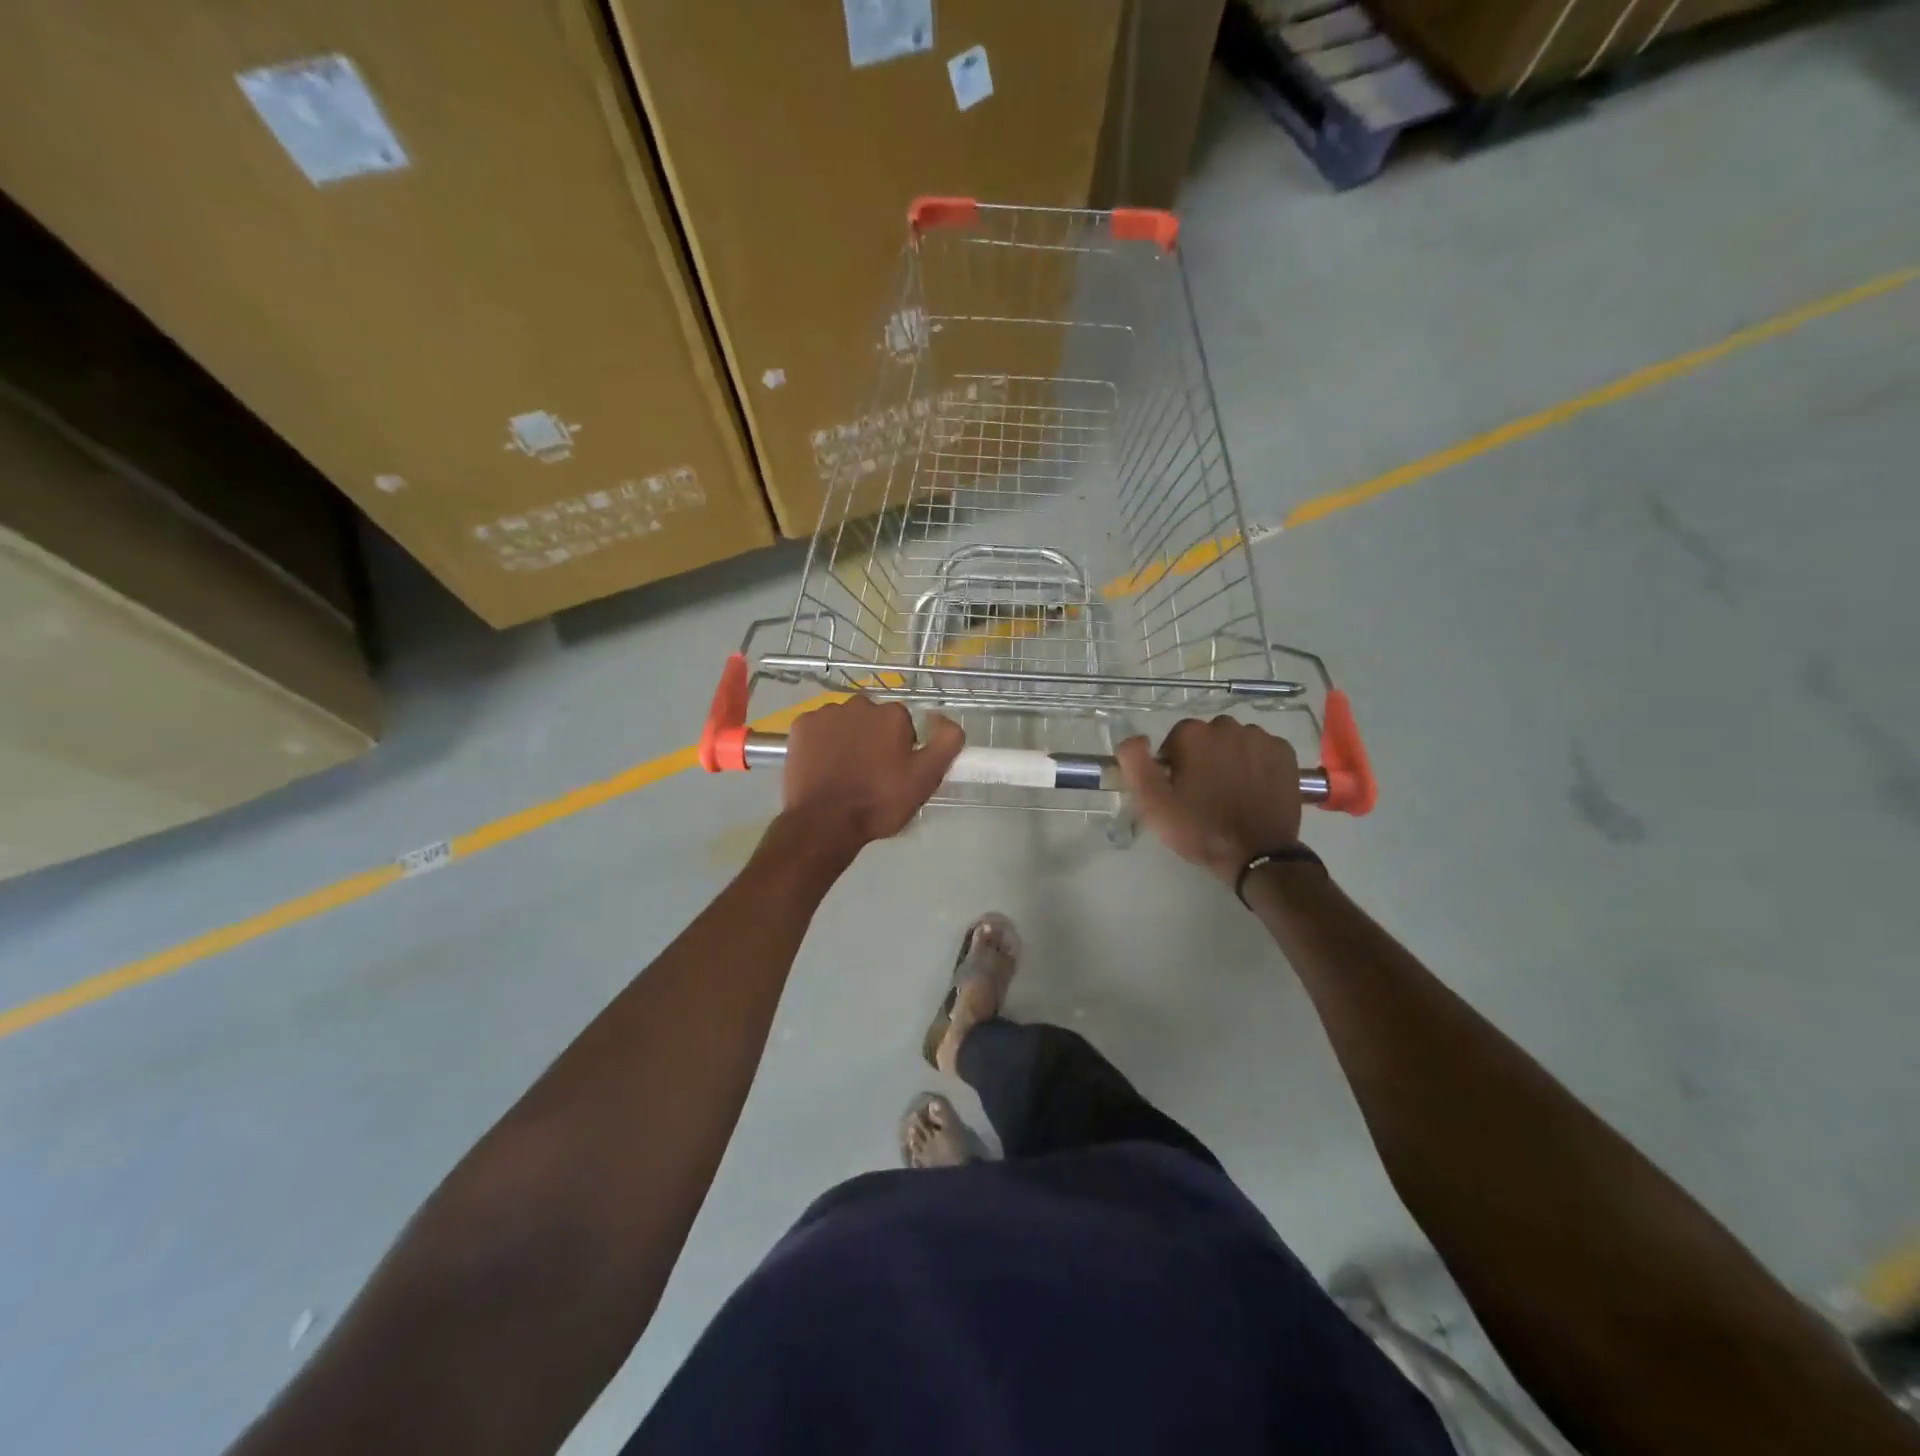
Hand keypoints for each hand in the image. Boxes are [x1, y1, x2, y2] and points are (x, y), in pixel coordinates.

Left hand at [781, 697, 963, 850]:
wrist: (824, 823)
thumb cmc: (879, 802)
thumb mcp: (926, 778)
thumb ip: (947, 741)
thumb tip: (940, 717)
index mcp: (892, 715)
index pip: (904, 726)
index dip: (901, 750)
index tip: (895, 773)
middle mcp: (859, 705)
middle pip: (873, 720)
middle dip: (873, 740)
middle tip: (870, 775)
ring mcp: (826, 714)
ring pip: (844, 723)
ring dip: (847, 739)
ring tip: (844, 774)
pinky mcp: (800, 726)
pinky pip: (818, 729)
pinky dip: (821, 743)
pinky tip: (822, 767)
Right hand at [1116, 718, 1302, 884]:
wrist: (1257, 854)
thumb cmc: (1199, 828)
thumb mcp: (1152, 803)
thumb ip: (1135, 763)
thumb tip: (1134, 738)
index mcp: (1193, 735)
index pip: (1175, 739)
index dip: (1174, 765)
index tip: (1179, 790)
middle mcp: (1228, 726)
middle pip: (1207, 737)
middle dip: (1203, 757)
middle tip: (1205, 793)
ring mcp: (1260, 738)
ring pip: (1235, 741)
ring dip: (1230, 758)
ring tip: (1231, 792)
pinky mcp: (1285, 753)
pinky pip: (1262, 749)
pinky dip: (1256, 763)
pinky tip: (1253, 788)